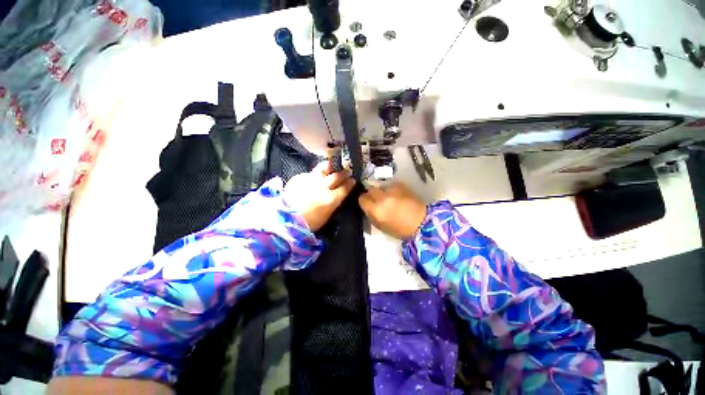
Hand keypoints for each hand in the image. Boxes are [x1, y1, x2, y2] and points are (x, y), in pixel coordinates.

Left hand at [284, 161, 355, 231]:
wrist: (286, 218)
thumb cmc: (309, 222)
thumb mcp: (327, 215)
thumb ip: (334, 203)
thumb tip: (338, 195)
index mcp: (331, 199)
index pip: (345, 188)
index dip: (350, 183)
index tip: (353, 180)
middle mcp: (323, 187)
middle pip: (336, 176)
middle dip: (343, 173)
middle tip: (347, 171)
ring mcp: (311, 180)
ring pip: (323, 169)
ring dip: (330, 167)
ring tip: (331, 166)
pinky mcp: (300, 177)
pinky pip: (311, 172)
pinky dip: (315, 173)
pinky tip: (316, 174)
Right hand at [358, 182, 426, 239]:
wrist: (422, 223)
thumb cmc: (400, 229)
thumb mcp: (381, 226)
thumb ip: (371, 215)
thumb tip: (366, 206)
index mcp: (376, 210)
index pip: (362, 198)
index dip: (364, 200)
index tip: (367, 202)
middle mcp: (382, 198)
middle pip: (370, 189)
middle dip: (372, 193)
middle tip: (377, 199)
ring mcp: (392, 190)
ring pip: (381, 186)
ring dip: (382, 191)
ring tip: (389, 197)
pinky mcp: (401, 185)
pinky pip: (391, 185)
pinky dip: (392, 189)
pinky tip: (398, 196)